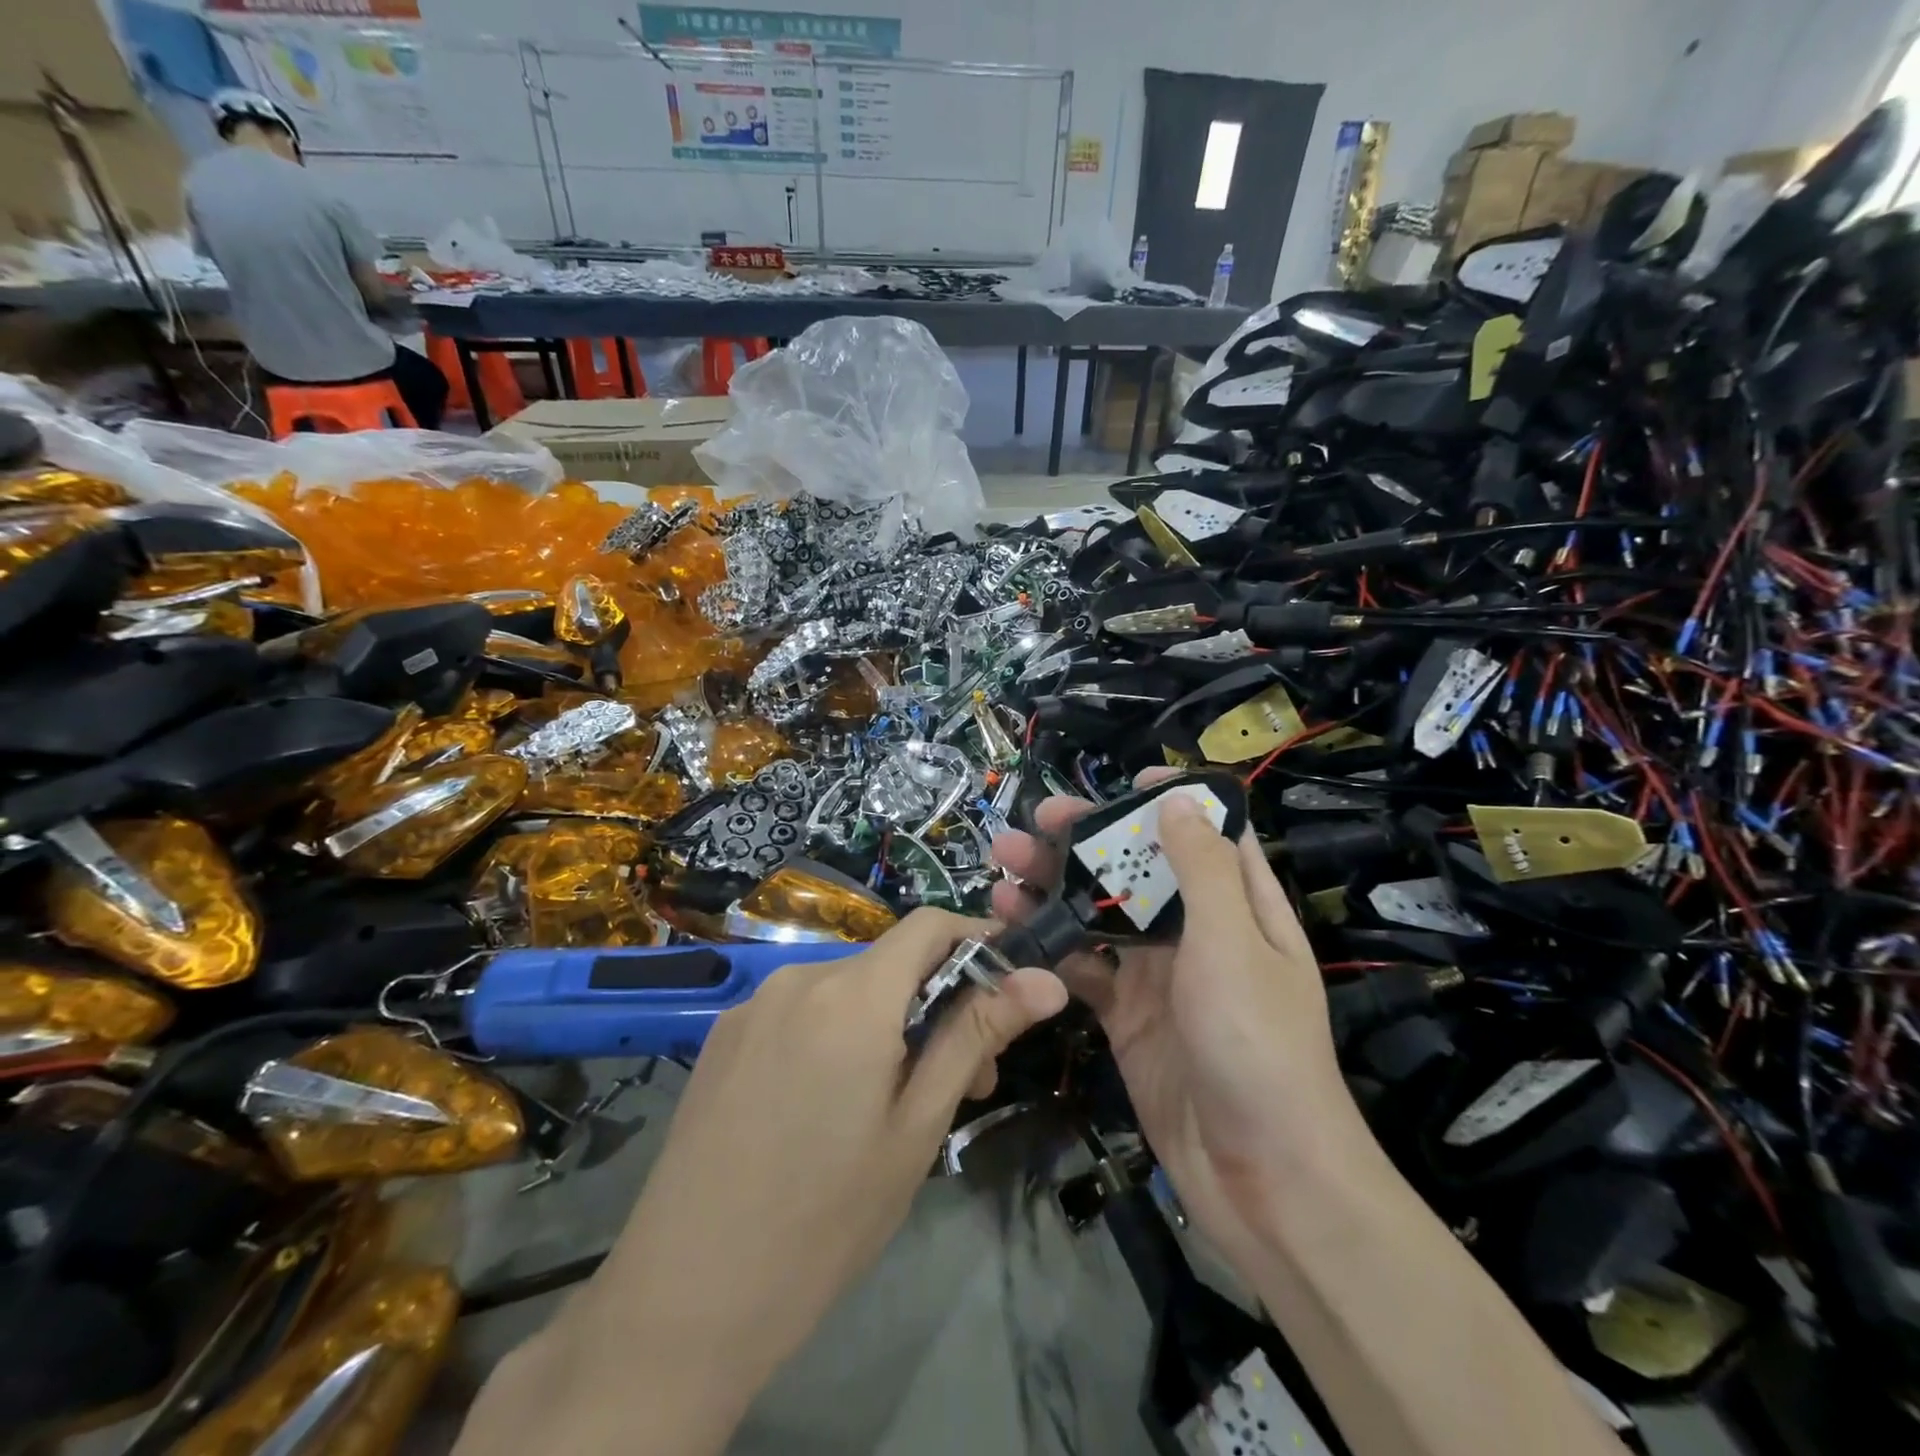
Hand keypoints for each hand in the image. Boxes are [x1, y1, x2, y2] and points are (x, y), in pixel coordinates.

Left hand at [568, 910, 1066, 1426]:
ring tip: (897, 1099)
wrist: (685, 1295)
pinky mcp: (723, 1034)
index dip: (976, 940)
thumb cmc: (825, 1218)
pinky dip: (836, 1033)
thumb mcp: (917, 1127)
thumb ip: (977, 1036)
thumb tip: (1046, 979)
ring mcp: (753, 1003)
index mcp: (851, 994)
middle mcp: (798, 977)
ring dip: (886, 1022)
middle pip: (889, 962)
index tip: (1008, 983)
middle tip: (964, 1079)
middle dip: (936, 1002)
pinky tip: (829, 1103)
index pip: (929, 925)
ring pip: (846, 988)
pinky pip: (800, 1010)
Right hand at [990, 780, 1366, 1271]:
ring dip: (1055, 887)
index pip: (1208, 833)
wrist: (1259, 1175)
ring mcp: (1158, 974)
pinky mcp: (1126, 1014)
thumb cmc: (1256, 1043)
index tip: (1123, 783)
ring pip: (1101, 913)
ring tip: (1003, 864)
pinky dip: (1049, 945)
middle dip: (1089, 840)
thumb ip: (1201, 868)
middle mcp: (1198, 931)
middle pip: (1139, 867)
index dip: (1170, 802)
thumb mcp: (1232, 943)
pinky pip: (1083, 966)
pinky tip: (1011, 928)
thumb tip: (1177, 799)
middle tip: (1036, 819)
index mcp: (1240, 905)